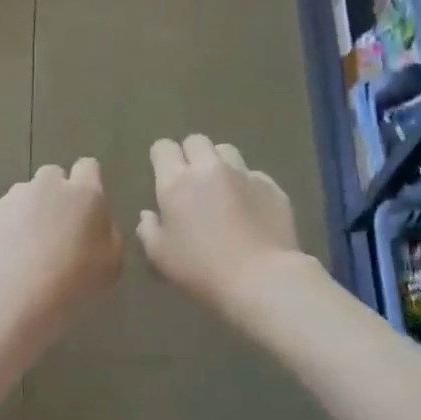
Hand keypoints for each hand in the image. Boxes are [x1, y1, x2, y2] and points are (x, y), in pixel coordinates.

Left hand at [0, 158, 122, 329]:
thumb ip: (107, 234)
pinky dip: (2, 232)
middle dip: (54, 195)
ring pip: (22, 196)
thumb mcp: (112, 262)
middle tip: (56, 229)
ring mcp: (12, 198)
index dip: (87, 182)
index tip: (85, 205)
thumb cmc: (75, 279)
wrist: (17, 293)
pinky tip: (5, 259)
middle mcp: (47, 186)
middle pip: (52, 176)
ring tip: (26, 250)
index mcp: (84, 193)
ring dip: (27, 213)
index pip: (88, 167)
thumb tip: (98, 225)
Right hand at [139, 136, 302, 317]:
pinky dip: (247, 185)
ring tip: (222, 190)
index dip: (161, 158)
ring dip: (220, 164)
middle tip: (192, 181)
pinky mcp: (272, 187)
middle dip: (191, 155)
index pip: (163, 147)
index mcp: (176, 182)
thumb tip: (148, 215)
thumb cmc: (201, 269)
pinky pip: (254, 175)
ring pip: (227, 151)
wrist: (261, 279)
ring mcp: (244, 174)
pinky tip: (249, 210)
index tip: (163, 175)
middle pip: (196, 141)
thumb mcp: (160, 257)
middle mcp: (209, 168)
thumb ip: (148, 230)